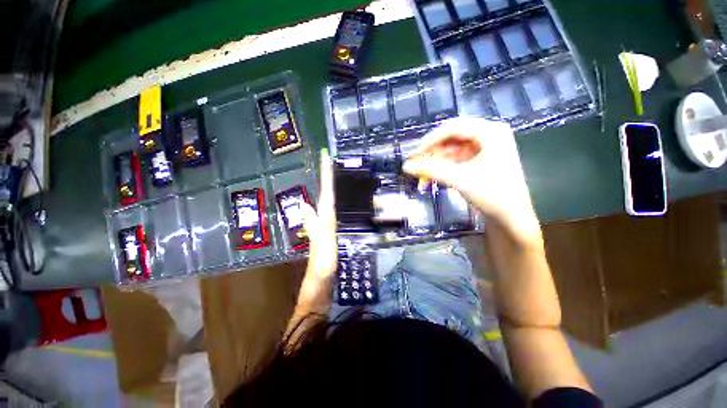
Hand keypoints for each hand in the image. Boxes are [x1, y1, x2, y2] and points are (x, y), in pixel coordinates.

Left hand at [298, 149, 336, 304]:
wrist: (323, 284)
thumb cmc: (322, 266)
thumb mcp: (321, 246)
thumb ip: (314, 225)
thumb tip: (303, 204)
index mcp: (323, 217)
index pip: (325, 191)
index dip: (326, 174)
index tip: (326, 156)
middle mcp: (325, 218)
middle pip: (329, 193)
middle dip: (332, 176)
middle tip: (339, 160)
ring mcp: (330, 225)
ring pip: (334, 201)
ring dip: (338, 187)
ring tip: (346, 173)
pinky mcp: (336, 232)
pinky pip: (340, 212)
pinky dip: (343, 203)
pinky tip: (350, 201)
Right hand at [402, 118, 539, 241]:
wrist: (511, 218)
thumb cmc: (492, 195)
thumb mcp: (459, 179)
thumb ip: (431, 170)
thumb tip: (405, 166)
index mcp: (490, 131)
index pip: (453, 128)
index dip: (430, 140)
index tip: (414, 155)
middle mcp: (489, 134)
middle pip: (452, 137)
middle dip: (432, 151)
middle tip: (415, 163)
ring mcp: (485, 147)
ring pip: (452, 149)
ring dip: (436, 160)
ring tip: (421, 173)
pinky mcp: (481, 160)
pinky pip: (456, 158)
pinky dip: (443, 166)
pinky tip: (432, 175)